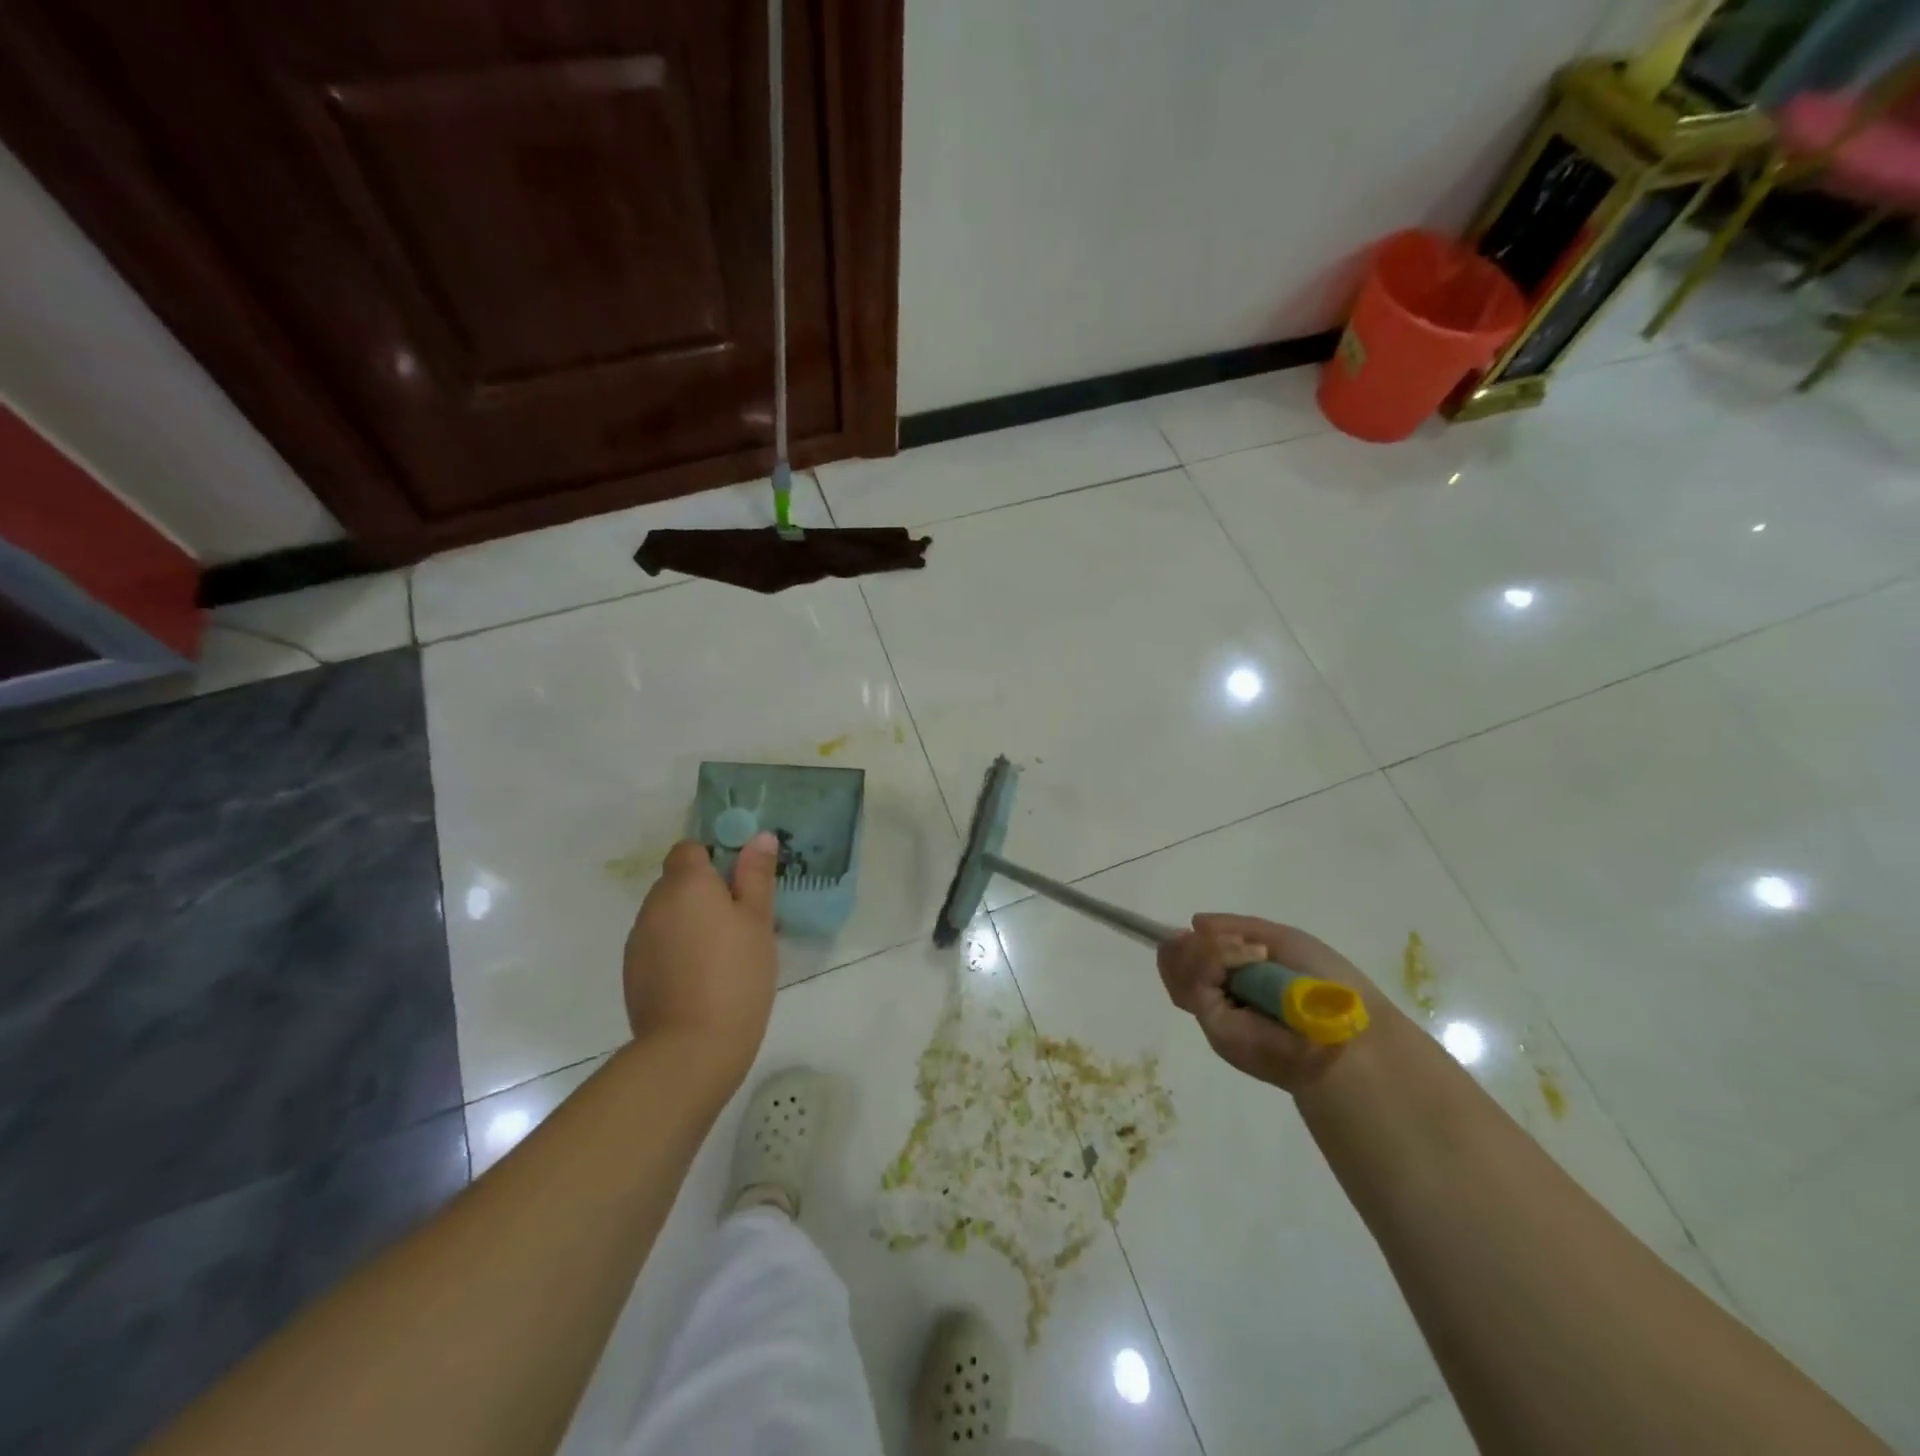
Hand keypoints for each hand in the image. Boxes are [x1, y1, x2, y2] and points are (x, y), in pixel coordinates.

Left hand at [623, 833, 779, 1089]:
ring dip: (690, 922)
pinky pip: (658, 945)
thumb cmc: (736, 975)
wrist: (690, 1048)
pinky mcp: (632, 973)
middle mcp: (654, 904)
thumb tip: (760, 837)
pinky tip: (701, 978)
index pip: (689, 849)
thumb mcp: (758, 922)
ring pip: (668, 915)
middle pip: (677, 882)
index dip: (714, 857)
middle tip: (741, 920)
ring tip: (723, 953)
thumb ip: (757, 875)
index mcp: (685, 884)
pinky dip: (677, 950)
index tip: (740, 881)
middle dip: (705, 892)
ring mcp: (638, 940)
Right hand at [1157, 914, 1380, 1092]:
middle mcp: (1217, 998)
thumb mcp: (1280, 940)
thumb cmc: (1326, 984)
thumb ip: (1235, 929)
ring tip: (1248, 950)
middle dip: (1194, 944)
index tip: (1204, 930)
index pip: (1185, 959)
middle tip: (1232, 942)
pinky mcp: (1214, 1026)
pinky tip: (1249, 955)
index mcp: (1232, 982)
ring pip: (1174, 968)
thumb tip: (1193, 922)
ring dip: (1206, 948)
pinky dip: (1215, 958)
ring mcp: (1213, 1013)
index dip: (1190, 942)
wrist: (1350, 1029)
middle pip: (1172, 962)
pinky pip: (1195, 982)